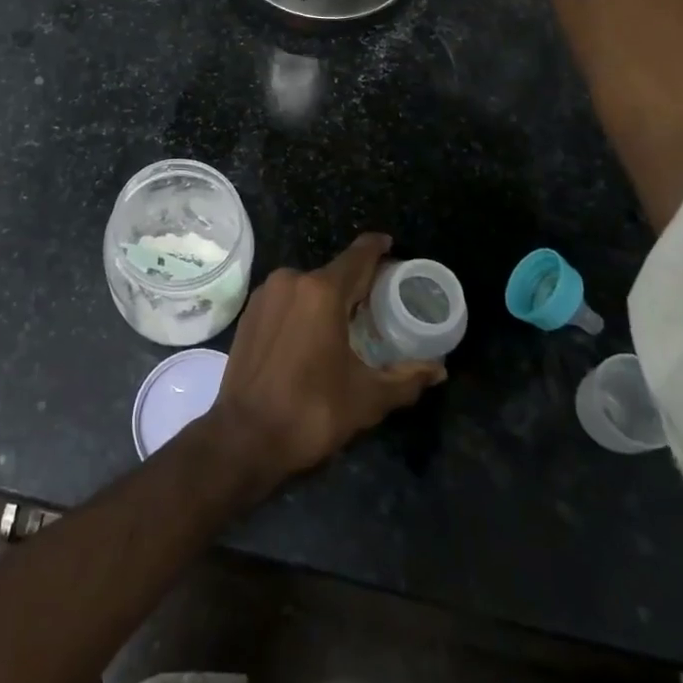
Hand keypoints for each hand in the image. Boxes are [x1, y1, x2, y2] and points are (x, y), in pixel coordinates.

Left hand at [205, 234, 444, 485]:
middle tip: (380, 301)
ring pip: (308, 286)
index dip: (377, 248)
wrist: (244, 436)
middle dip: (358, 283)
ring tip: (350, 321)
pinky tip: (315, 333)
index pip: (358, 256)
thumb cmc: (310, 412)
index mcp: (322, 291)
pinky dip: (305, 307)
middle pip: (334, 272)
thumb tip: (438, 368)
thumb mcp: (367, 398)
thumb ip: (406, 378)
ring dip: (329, 297)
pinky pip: (287, 298)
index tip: (392, 246)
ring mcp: (266, 294)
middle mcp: (291, 280)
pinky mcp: (250, 311)